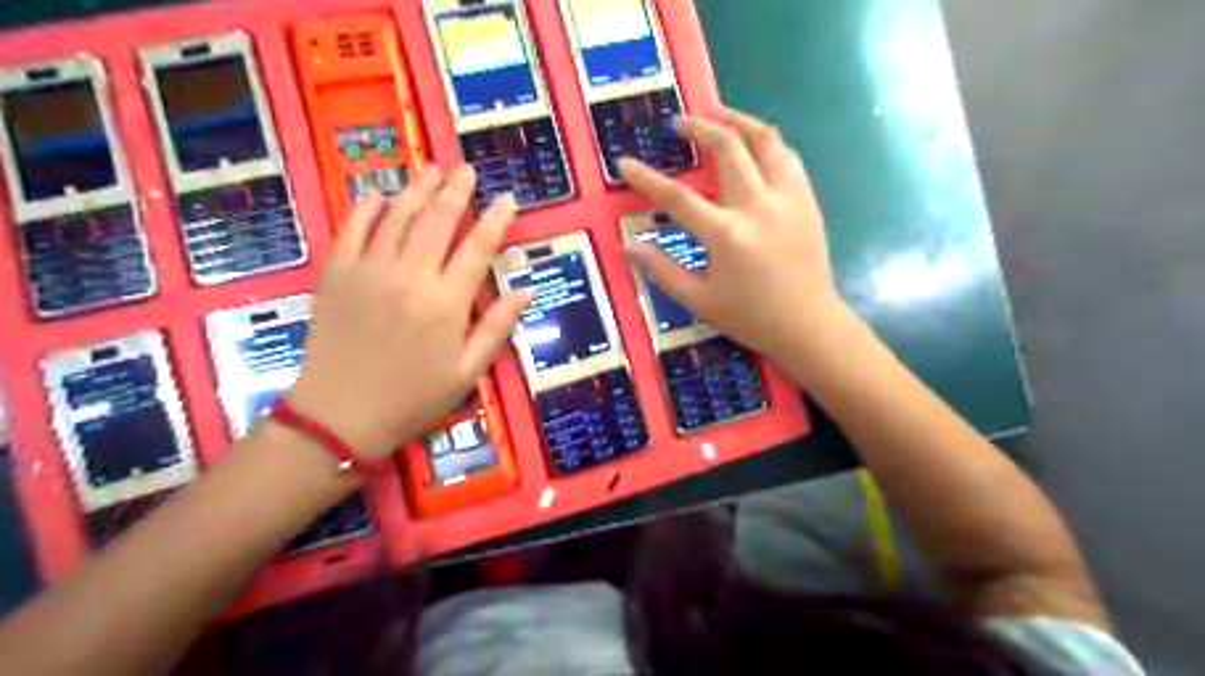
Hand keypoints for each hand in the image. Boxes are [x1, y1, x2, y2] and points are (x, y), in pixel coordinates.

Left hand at [286, 163, 530, 458]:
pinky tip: (378, 194)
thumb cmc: (414, 397)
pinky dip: (367, 208)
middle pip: (437, 220)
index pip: (478, 248)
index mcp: (446, 303)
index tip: (509, 198)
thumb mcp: (468, 370)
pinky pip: (353, 229)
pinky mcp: (337, 274)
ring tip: (431, 169)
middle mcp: (410, 277)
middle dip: (456, 191)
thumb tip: (527, 289)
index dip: (496, 219)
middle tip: (466, 169)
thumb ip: (498, 326)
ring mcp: (369, 271)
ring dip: (416, 189)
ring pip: (397, 216)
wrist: (341, 415)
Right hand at [621, 108, 846, 364]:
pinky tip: (752, 145)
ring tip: (717, 115)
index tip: (625, 162)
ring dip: (738, 121)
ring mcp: (787, 198)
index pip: (677, 196)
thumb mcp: (699, 299)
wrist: (808, 325)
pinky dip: (765, 143)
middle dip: (699, 127)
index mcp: (726, 235)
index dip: (647, 178)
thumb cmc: (750, 317)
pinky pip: (786, 156)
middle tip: (680, 122)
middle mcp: (757, 206)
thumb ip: (661, 270)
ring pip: (764, 140)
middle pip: (727, 148)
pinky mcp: (806, 200)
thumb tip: (627, 246)